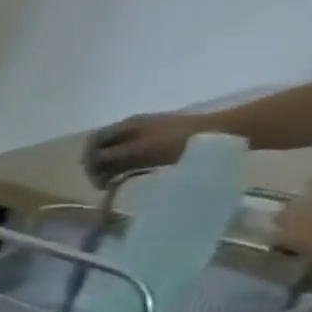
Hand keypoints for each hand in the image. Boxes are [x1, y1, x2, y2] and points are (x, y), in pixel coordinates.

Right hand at [84, 112, 204, 185]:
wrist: (223, 133)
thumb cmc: (179, 141)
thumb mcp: (141, 149)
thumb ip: (112, 156)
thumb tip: (89, 164)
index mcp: (126, 126)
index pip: (93, 142)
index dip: (87, 159)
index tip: (93, 178)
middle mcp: (131, 130)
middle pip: (102, 149)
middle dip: (97, 167)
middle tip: (101, 185)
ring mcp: (145, 138)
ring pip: (115, 156)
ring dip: (109, 170)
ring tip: (112, 186)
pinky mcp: (156, 147)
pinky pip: (130, 159)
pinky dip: (123, 170)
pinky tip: (127, 179)